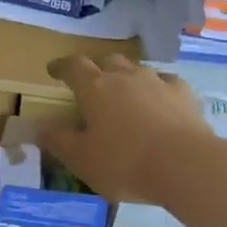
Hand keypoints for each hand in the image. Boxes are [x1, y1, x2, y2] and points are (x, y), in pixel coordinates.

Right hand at [37, 54, 213, 205]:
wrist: (185, 165)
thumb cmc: (124, 162)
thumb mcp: (81, 159)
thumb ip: (58, 141)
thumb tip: (41, 127)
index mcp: (95, 88)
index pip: (73, 67)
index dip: (61, 67)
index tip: (53, 70)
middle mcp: (126, 76)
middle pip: (107, 61)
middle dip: (96, 68)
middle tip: (91, 83)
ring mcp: (158, 82)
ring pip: (137, 69)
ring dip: (126, 77)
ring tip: (124, 93)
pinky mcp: (184, 95)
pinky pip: (166, 82)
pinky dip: (157, 88)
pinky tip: (159, 101)